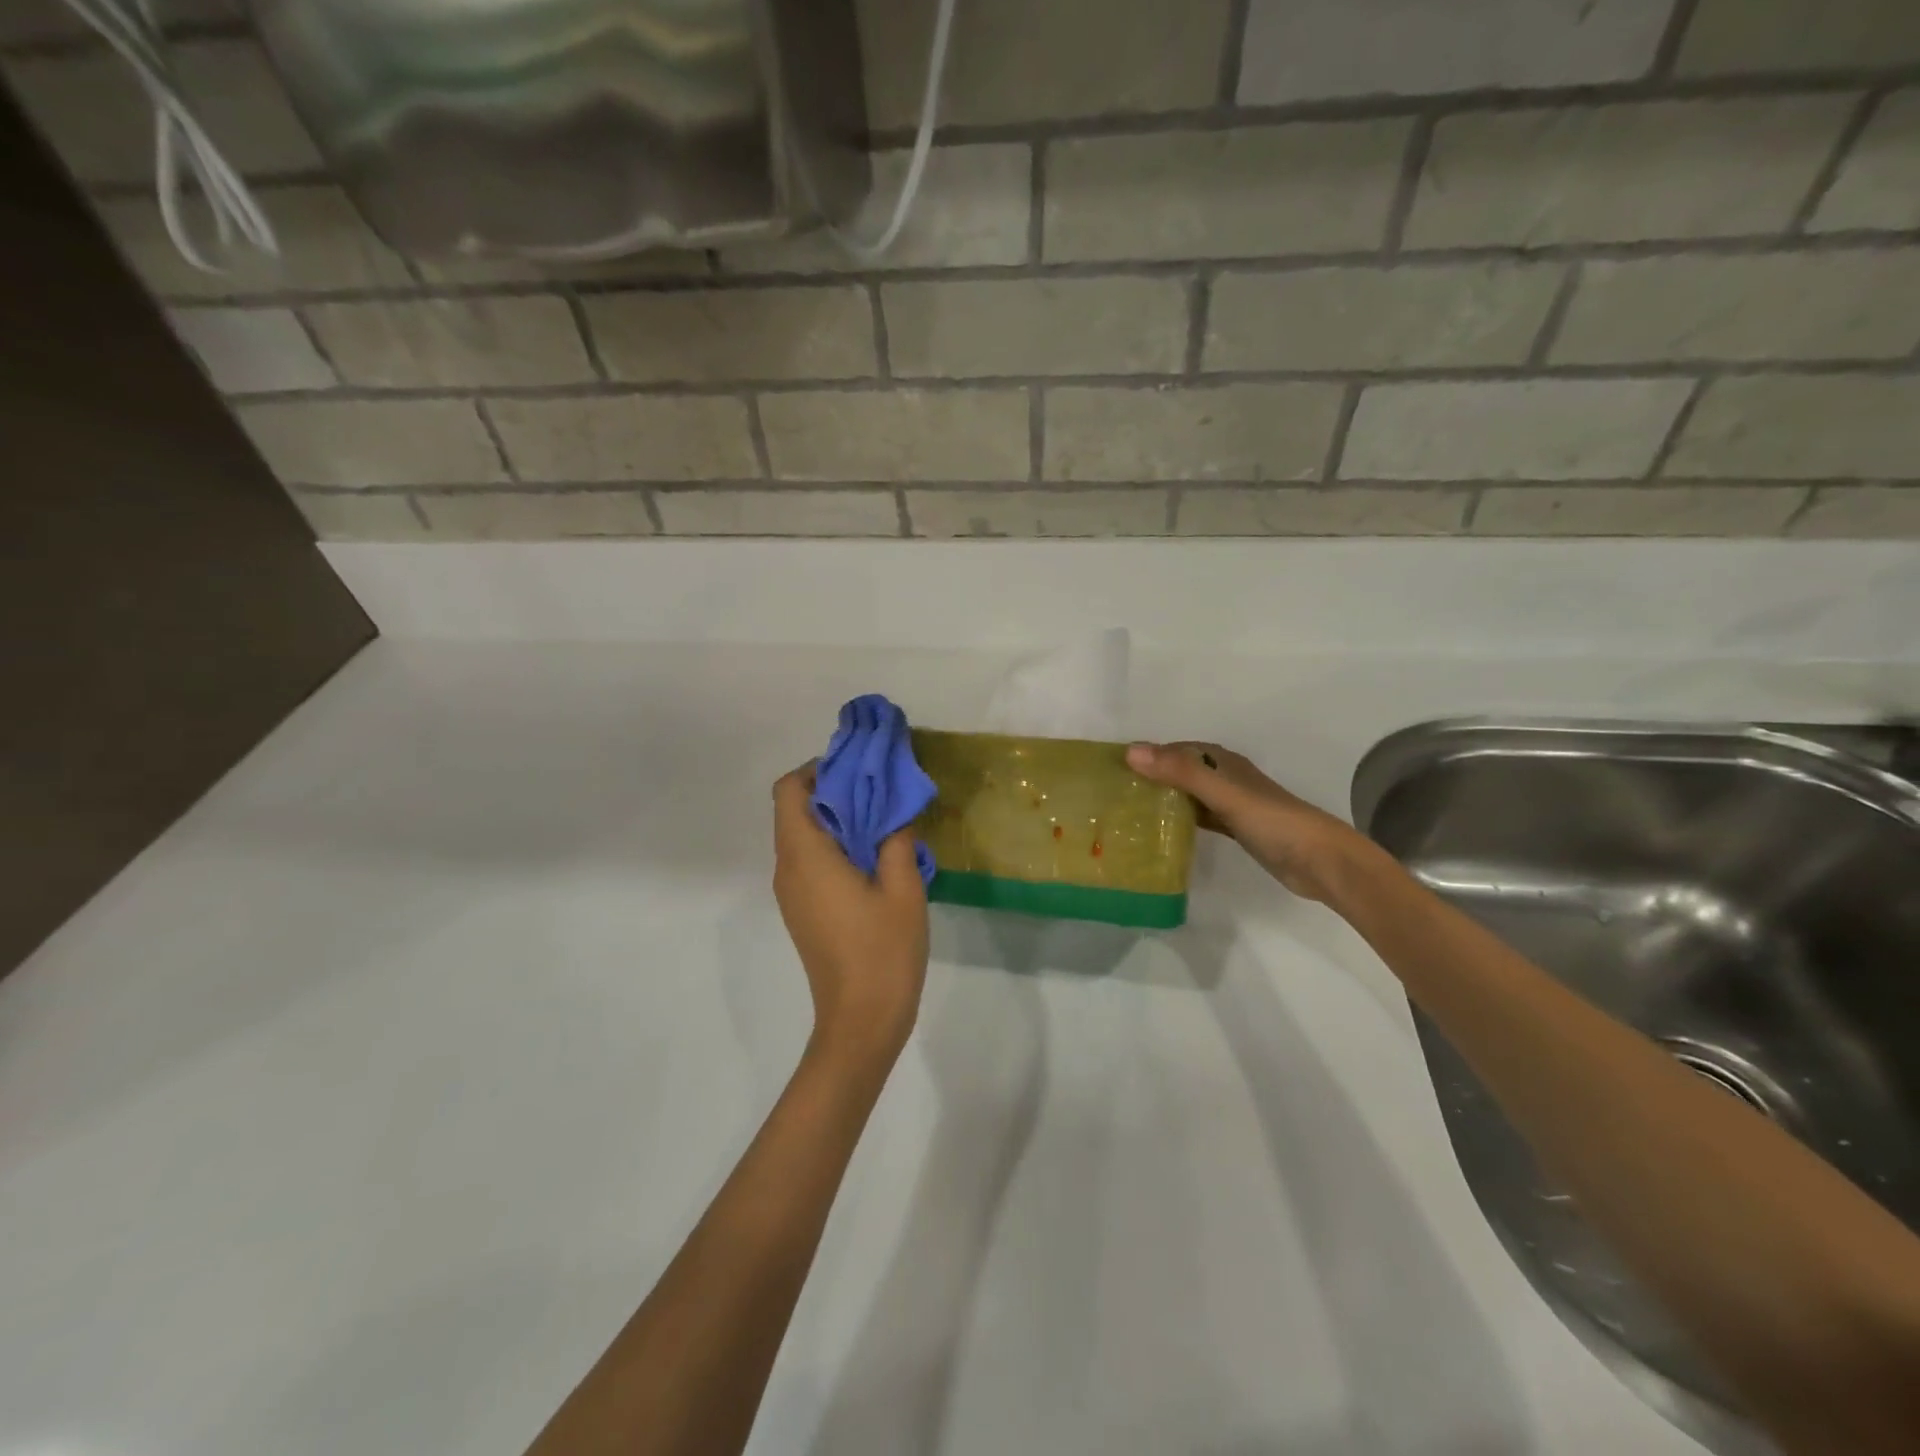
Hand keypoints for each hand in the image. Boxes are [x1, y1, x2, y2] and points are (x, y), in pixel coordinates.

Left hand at [771, 764, 929, 1072]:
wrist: (861, 1021)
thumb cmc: (883, 951)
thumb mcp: (904, 889)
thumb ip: (897, 840)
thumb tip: (893, 811)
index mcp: (806, 856)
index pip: (789, 791)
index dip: (817, 770)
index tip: (857, 769)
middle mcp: (788, 869)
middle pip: (794, 810)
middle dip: (832, 790)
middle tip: (878, 788)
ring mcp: (792, 893)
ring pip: (801, 836)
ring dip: (835, 819)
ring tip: (881, 818)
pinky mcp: (802, 911)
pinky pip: (809, 861)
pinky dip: (833, 845)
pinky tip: (872, 856)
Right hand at [1125, 741, 1370, 902]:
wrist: (1320, 861)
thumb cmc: (1272, 820)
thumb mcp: (1222, 793)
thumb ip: (1180, 772)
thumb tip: (1131, 751)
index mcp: (1223, 762)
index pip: (1177, 749)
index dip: (1149, 754)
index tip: (1115, 767)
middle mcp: (1226, 778)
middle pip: (1181, 771)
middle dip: (1152, 776)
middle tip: (1116, 792)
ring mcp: (1232, 805)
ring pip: (1189, 794)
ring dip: (1165, 798)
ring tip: (1130, 811)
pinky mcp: (1237, 829)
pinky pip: (1200, 817)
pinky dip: (1181, 820)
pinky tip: (1162, 832)